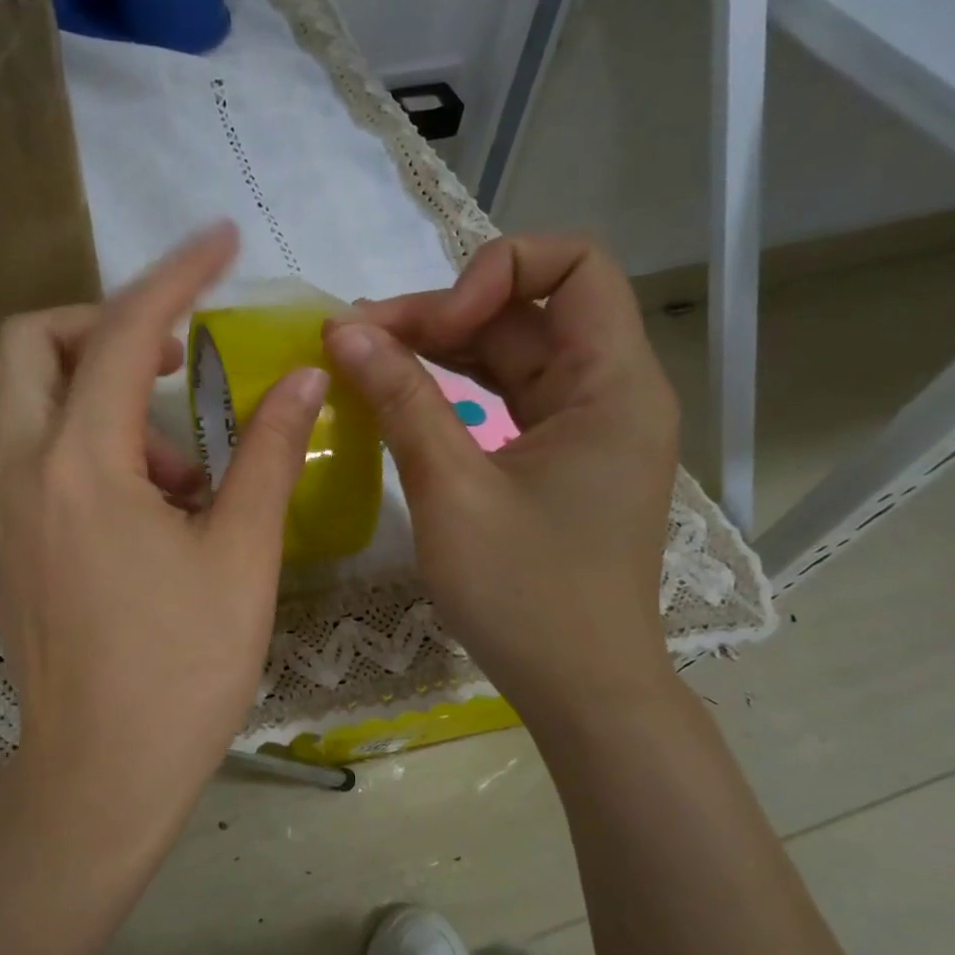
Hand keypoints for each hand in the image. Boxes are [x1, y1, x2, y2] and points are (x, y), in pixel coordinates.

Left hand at [0, 222, 327, 854]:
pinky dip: (90, 451)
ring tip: (185, 475)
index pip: (125, 333)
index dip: (176, 275)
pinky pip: (37, 462)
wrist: (99, 778)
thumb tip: (302, 379)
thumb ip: (269, 455)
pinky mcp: (3, 547)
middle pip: (33, 345)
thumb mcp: (241, 557)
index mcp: (80, 467)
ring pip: (33, 406)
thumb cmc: (181, 672)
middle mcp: (20, 473)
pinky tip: (150, 513)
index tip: (219, 240)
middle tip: (177, 360)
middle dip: (105, 326)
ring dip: (107, 402)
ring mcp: (0, 512)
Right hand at [323, 235, 679, 712]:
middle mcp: (611, 392)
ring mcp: (586, 427)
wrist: (580, 690)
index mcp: (613, 386)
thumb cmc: (524, 596)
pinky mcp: (560, 459)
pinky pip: (508, 398)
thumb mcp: (451, 492)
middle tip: (356, 341)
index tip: (428, 328)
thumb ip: (401, 401)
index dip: (494, 272)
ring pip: (513, 353)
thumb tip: (342, 329)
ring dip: (440, 349)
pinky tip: (402, 396)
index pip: (574, 265)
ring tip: (364, 362)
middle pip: (529, 310)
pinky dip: (456, 389)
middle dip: (442, 313)